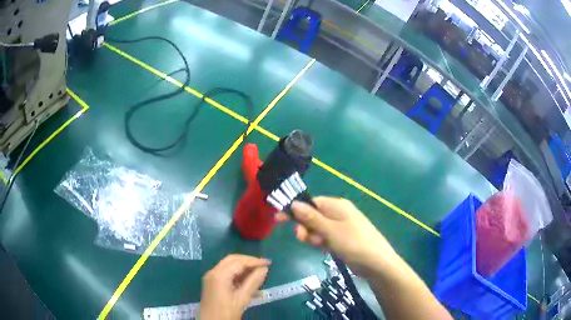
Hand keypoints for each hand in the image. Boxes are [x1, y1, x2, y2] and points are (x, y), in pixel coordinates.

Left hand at [200, 254, 270, 319]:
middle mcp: (213, 272)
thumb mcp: (242, 298)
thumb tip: (264, 269)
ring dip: (243, 268)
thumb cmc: (227, 312)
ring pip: (228, 266)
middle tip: (264, 266)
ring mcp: (211, 278)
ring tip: (258, 273)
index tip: (269, 263)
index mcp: (219, 274)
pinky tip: (248, 281)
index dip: (254, 261)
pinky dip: (237, 274)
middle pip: (232, 260)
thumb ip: (253, 282)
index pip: (238, 261)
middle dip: (248, 261)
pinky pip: (225, 273)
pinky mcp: (212, 283)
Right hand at [277, 197, 397, 275]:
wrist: (376, 262)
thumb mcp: (330, 230)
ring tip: (318, 246)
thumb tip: (294, 203)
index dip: (295, 211)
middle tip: (302, 238)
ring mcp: (341, 227)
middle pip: (313, 216)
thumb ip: (311, 218)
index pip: (311, 203)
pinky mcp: (343, 239)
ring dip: (313, 236)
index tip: (278, 219)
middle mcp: (339, 213)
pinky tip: (323, 249)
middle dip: (305, 227)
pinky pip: (326, 237)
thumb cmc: (354, 243)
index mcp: (337, 205)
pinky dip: (321, 242)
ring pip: (318, 228)